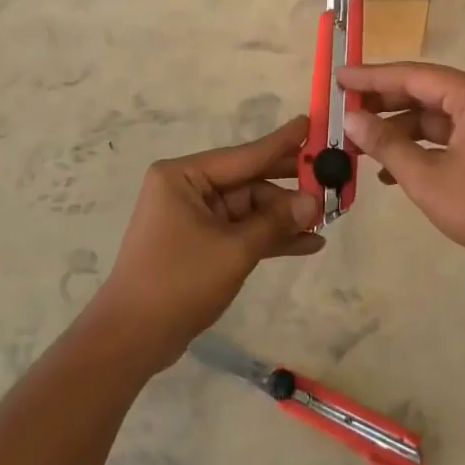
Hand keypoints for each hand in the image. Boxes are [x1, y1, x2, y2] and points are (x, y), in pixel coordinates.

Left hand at [85, 116, 322, 371]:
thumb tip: (314, 201)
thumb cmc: (178, 282)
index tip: (312, 124)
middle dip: (289, 188)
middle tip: (332, 179)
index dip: (283, 144)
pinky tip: (308, 244)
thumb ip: (275, 222)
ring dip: (284, 217)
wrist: (131, 339)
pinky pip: (242, 231)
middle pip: (250, 181)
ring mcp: (194, 217)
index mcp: (184, 176)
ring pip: (250, 208)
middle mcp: (188, 188)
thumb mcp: (234, 250)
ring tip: (328, 219)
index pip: (245, 155)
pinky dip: (270, 237)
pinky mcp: (201, 243)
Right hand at [340, 62, 464, 272]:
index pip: (411, 75)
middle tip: (342, 111)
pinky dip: (418, 147)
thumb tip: (352, 120)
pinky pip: (446, 136)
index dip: (371, 77)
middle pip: (422, 92)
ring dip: (397, 130)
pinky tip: (389, 171)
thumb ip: (386, 144)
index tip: (338, 77)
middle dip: (382, 104)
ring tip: (359, 146)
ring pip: (432, 116)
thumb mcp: (426, 177)